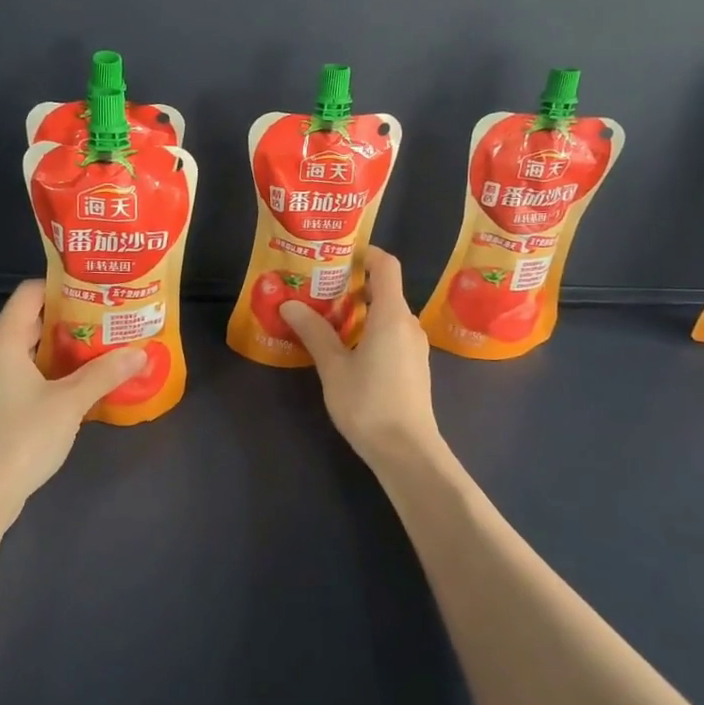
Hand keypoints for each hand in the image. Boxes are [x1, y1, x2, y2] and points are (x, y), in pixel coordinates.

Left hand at [0, 281, 148, 519]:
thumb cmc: (22, 438)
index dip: (63, 286)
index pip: (29, 293)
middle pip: (32, 320)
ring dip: (65, 348)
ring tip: (104, 347)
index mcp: (2, 341)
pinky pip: (26, 374)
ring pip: (30, 350)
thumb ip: (105, 373)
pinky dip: (53, 372)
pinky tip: (82, 383)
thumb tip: (141, 351)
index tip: (98, 289)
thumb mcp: (70, 402)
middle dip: (72, 319)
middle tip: (110, 318)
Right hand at [281, 247, 443, 470]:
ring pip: (387, 313)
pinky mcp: (413, 366)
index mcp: (391, 315)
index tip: (336, 255)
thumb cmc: (369, 404)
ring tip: (324, 316)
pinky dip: (369, 329)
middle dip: (352, 283)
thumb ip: (314, 332)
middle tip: (317, 286)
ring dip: (358, 309)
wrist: (407, 451)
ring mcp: (414, 346)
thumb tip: (289, 304)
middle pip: (384, 289)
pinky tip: (345, 347)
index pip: (386, 265)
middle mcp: (408, 324)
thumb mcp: (334, 367)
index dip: (365, 253)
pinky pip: (391, 333)